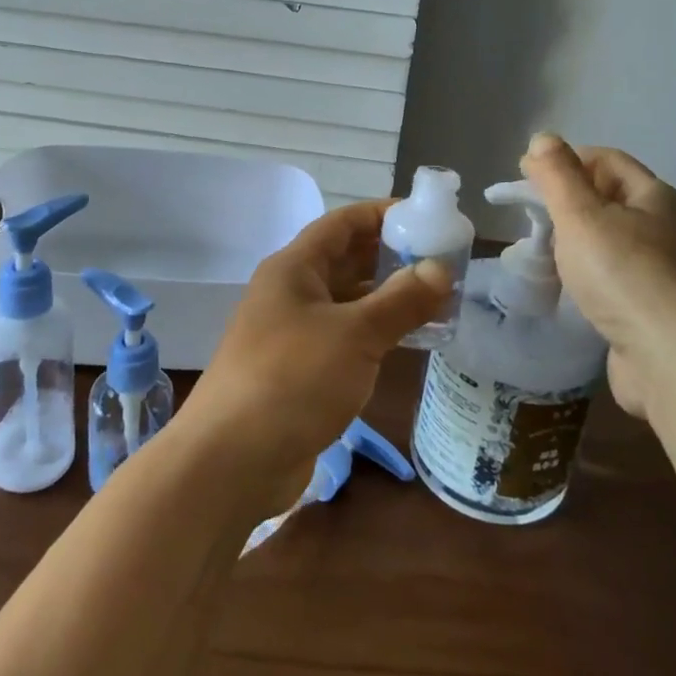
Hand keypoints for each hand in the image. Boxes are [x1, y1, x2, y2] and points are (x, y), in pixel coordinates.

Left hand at [179, 200, 450, 513]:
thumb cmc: (292, 379)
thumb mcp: (355, 335)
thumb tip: (441, 269)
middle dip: (391, 256)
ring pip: (347, 301)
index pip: (343, 223)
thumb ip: (400, 301)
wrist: (231, 461)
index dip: (383, 214)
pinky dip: (375, 332)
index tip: (427, 216)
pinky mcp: (299, 370)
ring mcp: (292, 332)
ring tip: (438, 298)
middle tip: (443, 261)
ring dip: (387, 297)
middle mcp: (291, 292)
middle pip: (346, 260)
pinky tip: (410, 340)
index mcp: (294, 267)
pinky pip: (344, 336)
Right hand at [520, 132, 675, 417]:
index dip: (565, 160)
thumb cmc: (627, 277)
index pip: (606, 160)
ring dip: (578, 244)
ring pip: (613, 243)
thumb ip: (558, 176)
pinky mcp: (659, 313)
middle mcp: (669, 229)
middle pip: (610, 200)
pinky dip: (591, 279)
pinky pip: (617, 281)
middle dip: (568, 203)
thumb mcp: (582, 216)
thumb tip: (543, 138)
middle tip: (530, 219)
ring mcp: (668, 274)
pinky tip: (571, 293)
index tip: (524, 176)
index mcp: (656, 197)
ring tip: (543, 256)